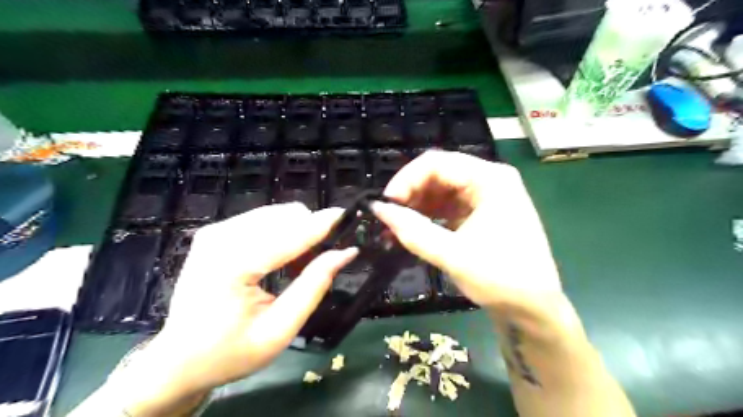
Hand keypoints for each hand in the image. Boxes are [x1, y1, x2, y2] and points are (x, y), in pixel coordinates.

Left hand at [115, 202, 357, 412]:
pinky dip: (282, 234)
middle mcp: (221, 238)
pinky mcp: (216, 232)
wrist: (178, 359)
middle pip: (284, 216)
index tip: (350, 216)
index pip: (290, 235)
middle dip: (310, 232)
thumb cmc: (230, 352)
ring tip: (298, 266)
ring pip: (276, 215)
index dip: (323, 224)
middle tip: (321, 261)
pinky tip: (281, 259)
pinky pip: (263, 220)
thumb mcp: (279, 329)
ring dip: (297, 233)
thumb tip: (345, 253)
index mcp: (232, 265)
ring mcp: (215, 231)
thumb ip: (314, 286)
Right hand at [372, 151, 564, 317]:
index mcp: (490, 179)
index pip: (437, 163)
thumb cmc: (500, 279)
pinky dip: (429, 216)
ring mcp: (486, 196)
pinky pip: (448, 205)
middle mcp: (489, 180)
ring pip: (440, 189)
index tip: (385, 204)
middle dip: (410, 194)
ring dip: (417, 206)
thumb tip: (377, 209)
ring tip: (395, 227)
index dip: (405, 180)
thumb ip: (412, 230)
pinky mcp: (481, 212)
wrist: (534, 310)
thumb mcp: (452, 254)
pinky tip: (413, 230)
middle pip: (438, 173)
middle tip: (388, 218)